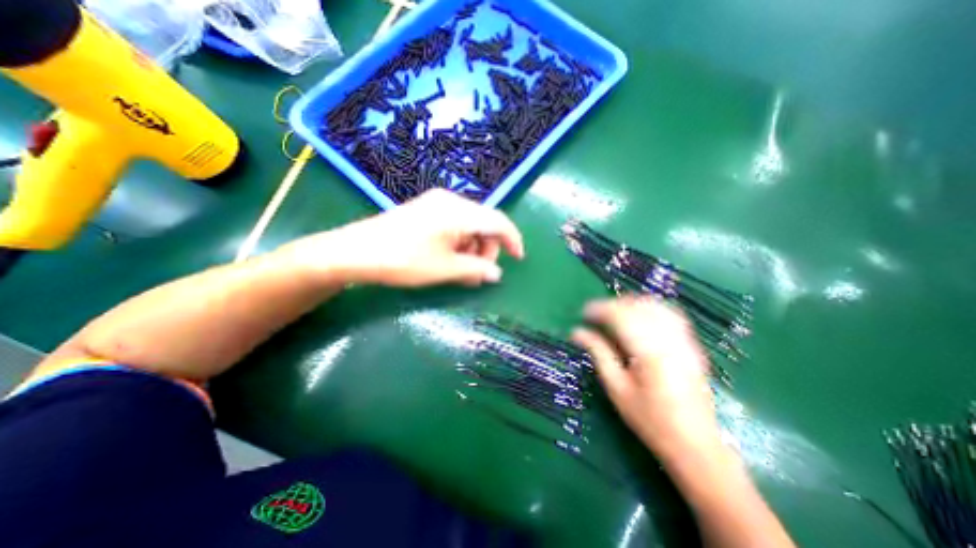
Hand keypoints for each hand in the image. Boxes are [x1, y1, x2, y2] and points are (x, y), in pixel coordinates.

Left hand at [282, 188, 527, 289]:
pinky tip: (450, 258)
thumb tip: (496, 273)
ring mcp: (436, 203)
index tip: (518, 258)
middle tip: (479, 273)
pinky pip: (454, 224)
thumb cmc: (404, 260)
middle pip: (483, 222)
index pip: (498, 221)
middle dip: (487, 248)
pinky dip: (459, 242)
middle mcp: (450, 201)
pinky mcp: (425, 210)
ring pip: (469, 224)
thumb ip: (476, 269)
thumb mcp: (445, 269)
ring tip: (462, 270)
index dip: (512, 239)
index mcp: (458, 211)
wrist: (356, 251)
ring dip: (472, 247)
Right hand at [569, 297, 718, 458]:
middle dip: (612, 305)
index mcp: (649, 351)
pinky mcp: (691, 344)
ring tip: (613, 316)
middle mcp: (669, 339)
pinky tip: (638, 318)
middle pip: (637, 306)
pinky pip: (669, 313)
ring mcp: (684, 340)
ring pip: (654, 305)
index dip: (599, 309)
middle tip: (595, 317)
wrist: (696, 444)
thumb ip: (598, 353)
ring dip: (629, 304)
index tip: (583, 314)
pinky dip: (648, 309)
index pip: (620, 315)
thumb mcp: (617, 388)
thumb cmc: (650, 420)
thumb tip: (576, 332)